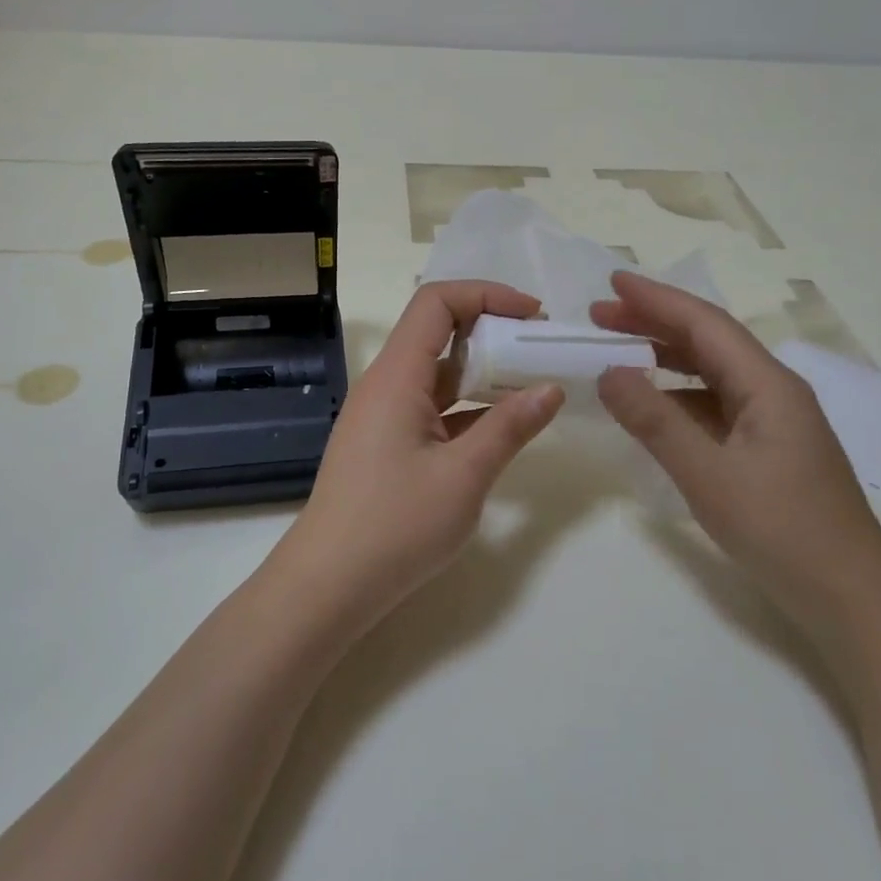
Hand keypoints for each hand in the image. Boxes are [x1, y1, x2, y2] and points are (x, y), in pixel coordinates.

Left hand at [275, 282, 565, 635]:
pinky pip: (432, 408)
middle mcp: (386, 384)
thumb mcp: (464, 476)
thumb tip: (551, 388)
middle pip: (438, 333)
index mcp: (397, 376)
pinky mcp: (387, 444)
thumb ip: (509, 427)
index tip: (533, 315)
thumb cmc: (395, 526)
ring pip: (438, 374)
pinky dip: (468, 407)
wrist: (329, 586)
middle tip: (541, 350)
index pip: (436, 303)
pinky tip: (503, 427)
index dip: (486, 295)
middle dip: (492, 332)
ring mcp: (384, 415)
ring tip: (533, 385)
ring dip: (483, 373)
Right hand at [591, 271, 880, 647]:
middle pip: (708, 342)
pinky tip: (652, 407)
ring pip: (711, 374)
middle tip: (600, 316)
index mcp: (768, 385)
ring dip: (664, 359)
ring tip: (615, 354)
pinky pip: (715, 406)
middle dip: (653, 323)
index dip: (656, 299)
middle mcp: (773, 392)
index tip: (611, 281)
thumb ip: (655, 421)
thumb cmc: (783, 532)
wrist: (854, 602)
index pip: (705, 324)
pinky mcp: (768, 450)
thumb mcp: (709, 475)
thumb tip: (607, 373)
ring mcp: (773, 422)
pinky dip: (678, 397)